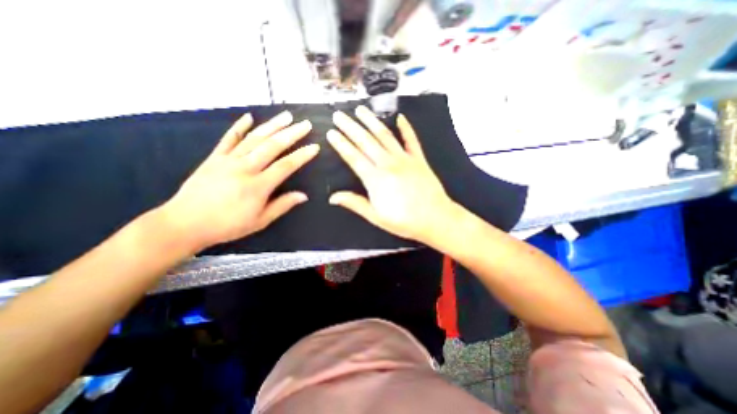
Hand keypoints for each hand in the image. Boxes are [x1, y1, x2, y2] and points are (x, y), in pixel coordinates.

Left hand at [158, 111, 319, 252]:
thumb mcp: (260, 221)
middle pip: (272, 146)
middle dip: (291, 134)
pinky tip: (249, 116)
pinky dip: (239, 127)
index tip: (314, 147)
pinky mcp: (214, 157)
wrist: (185, 223)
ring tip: (287, 116)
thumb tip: (303, 196)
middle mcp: (245, 168)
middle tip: (305, 124)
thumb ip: (282, 205)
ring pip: (254, 138)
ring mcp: (228, 160)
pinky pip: (228, 138)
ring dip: (272, 126)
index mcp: (258, 186)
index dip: (301, 156)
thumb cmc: (227, 225)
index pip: (286, 166)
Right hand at [329, 106, 455, 243]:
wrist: (435, 218)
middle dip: (350, 127)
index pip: (353, 157)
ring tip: (361, 109)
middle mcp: (388, 164)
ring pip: (385, 136)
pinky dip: (406, 128)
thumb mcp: (376, 217)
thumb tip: (333, 197)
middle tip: (339, 115)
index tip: (331, 132)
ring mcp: (405, 159)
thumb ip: (355, 204)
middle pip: (366, 142)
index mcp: (375, 179)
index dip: (341, 144)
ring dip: (371, 121)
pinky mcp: (419, 159)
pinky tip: (400, 117)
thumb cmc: (404, 221)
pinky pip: (411, 140)